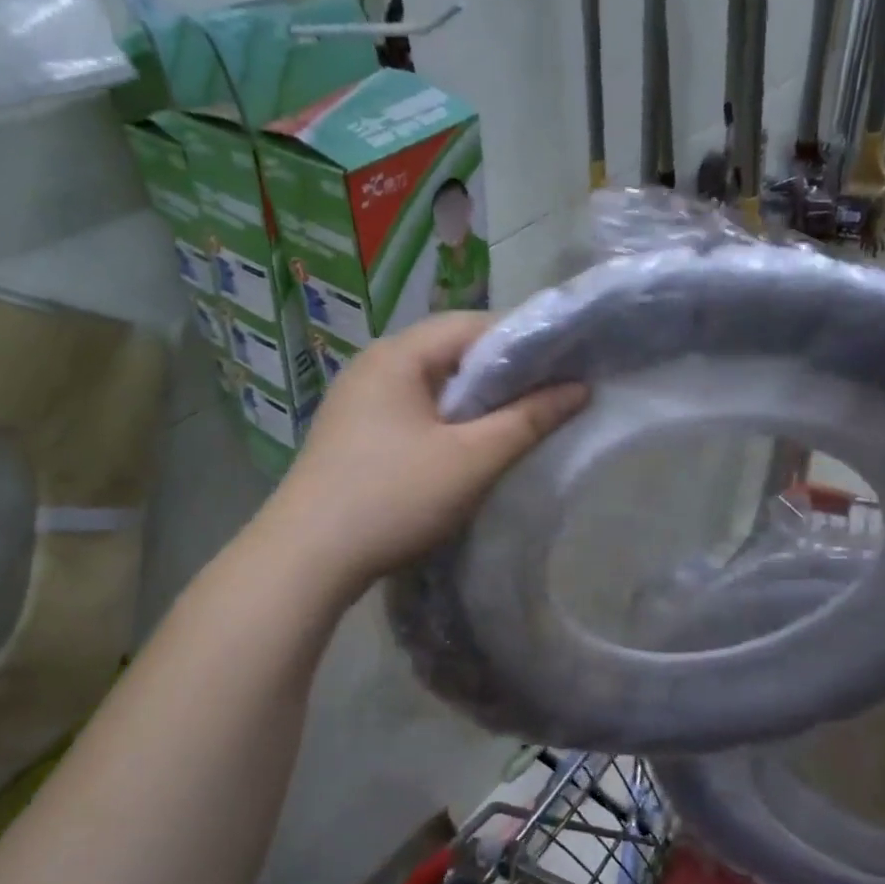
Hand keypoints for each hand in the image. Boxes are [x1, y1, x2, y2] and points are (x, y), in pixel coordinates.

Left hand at [266, 313, 587, 593]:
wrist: (306, 559)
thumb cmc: (393, 498)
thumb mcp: (471, 460)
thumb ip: (527, 420)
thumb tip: (578, 388)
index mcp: (398, 354)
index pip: (473, 324)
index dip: (523, 340)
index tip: (564, 364)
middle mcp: (373, 364)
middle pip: (450, 351)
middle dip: (500, 372)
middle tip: (547, 396)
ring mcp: (357, 399)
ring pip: (431, 384)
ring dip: (473, 399)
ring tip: (514, 422)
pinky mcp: (352, 431)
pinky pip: (410, 409)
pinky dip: (444, 419)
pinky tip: (464, 446)